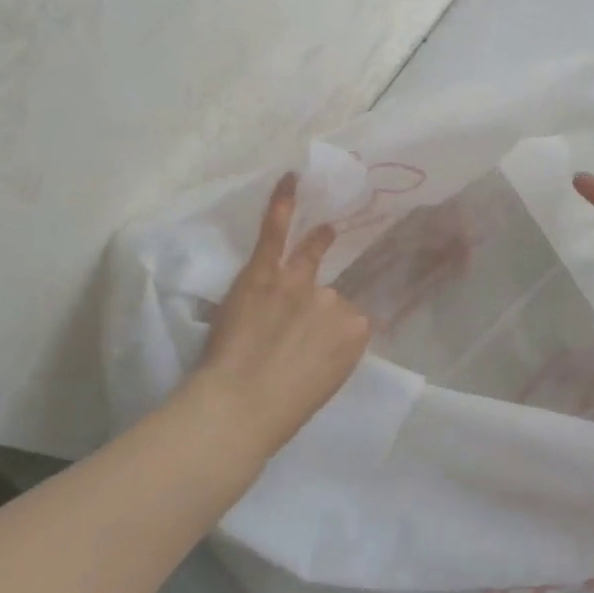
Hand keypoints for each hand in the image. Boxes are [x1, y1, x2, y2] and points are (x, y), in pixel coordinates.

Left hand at [192, 173, 370, 447]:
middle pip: (329, 294)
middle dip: (315, 309)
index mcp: (355, 332)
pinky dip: (283, 203)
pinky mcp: (264, 272)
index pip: (349, 319)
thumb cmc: (281, 412)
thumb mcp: (326, 383)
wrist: (238, 408)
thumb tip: (323, 336)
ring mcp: (299, 282)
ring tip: (327, 232)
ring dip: (318, 246)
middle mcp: (334, 300)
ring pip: (310, 262)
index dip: (330, 331)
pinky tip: (291, 179)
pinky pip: (275, 233)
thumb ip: (332, 352)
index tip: (318, 342)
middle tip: (300, 325)